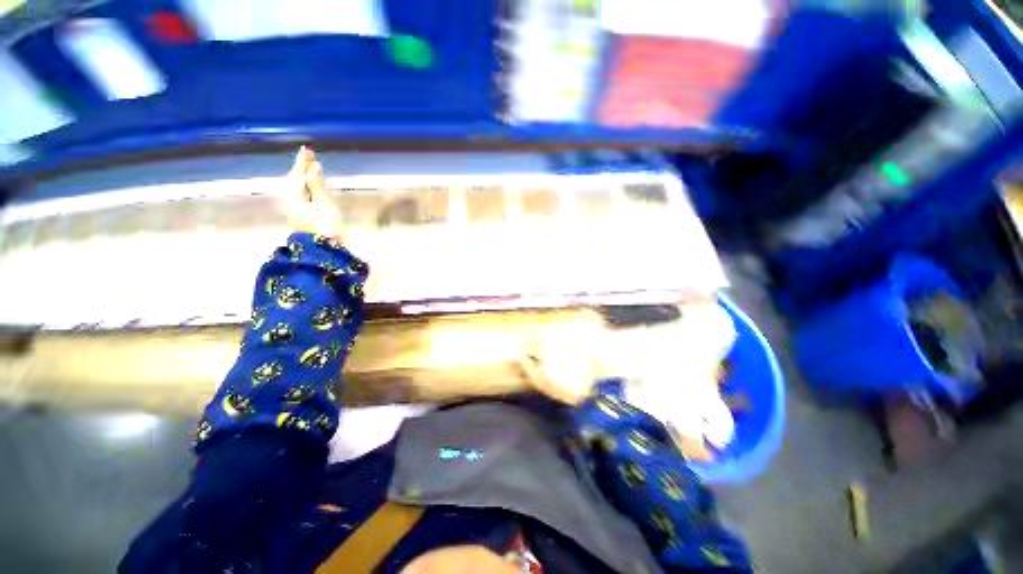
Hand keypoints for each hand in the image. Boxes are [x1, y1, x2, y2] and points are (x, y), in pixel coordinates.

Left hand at [284, 147, 345, 241]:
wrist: (323, 249)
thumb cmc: (325, 225)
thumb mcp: (324, 203)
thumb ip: (317, 184)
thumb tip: (313, 166)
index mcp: (295, 195)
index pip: (298, 174)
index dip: (303, 162)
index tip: (307, 150)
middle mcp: (293, 200)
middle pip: (297, 180)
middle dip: (304, 168)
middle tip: (310, 156)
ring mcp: (298, 209)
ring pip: (301, 188)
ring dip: (307, 178)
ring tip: (312, 168)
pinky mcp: (304, 216)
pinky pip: (305, 196)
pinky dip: (310, 188)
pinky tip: (315, 187)